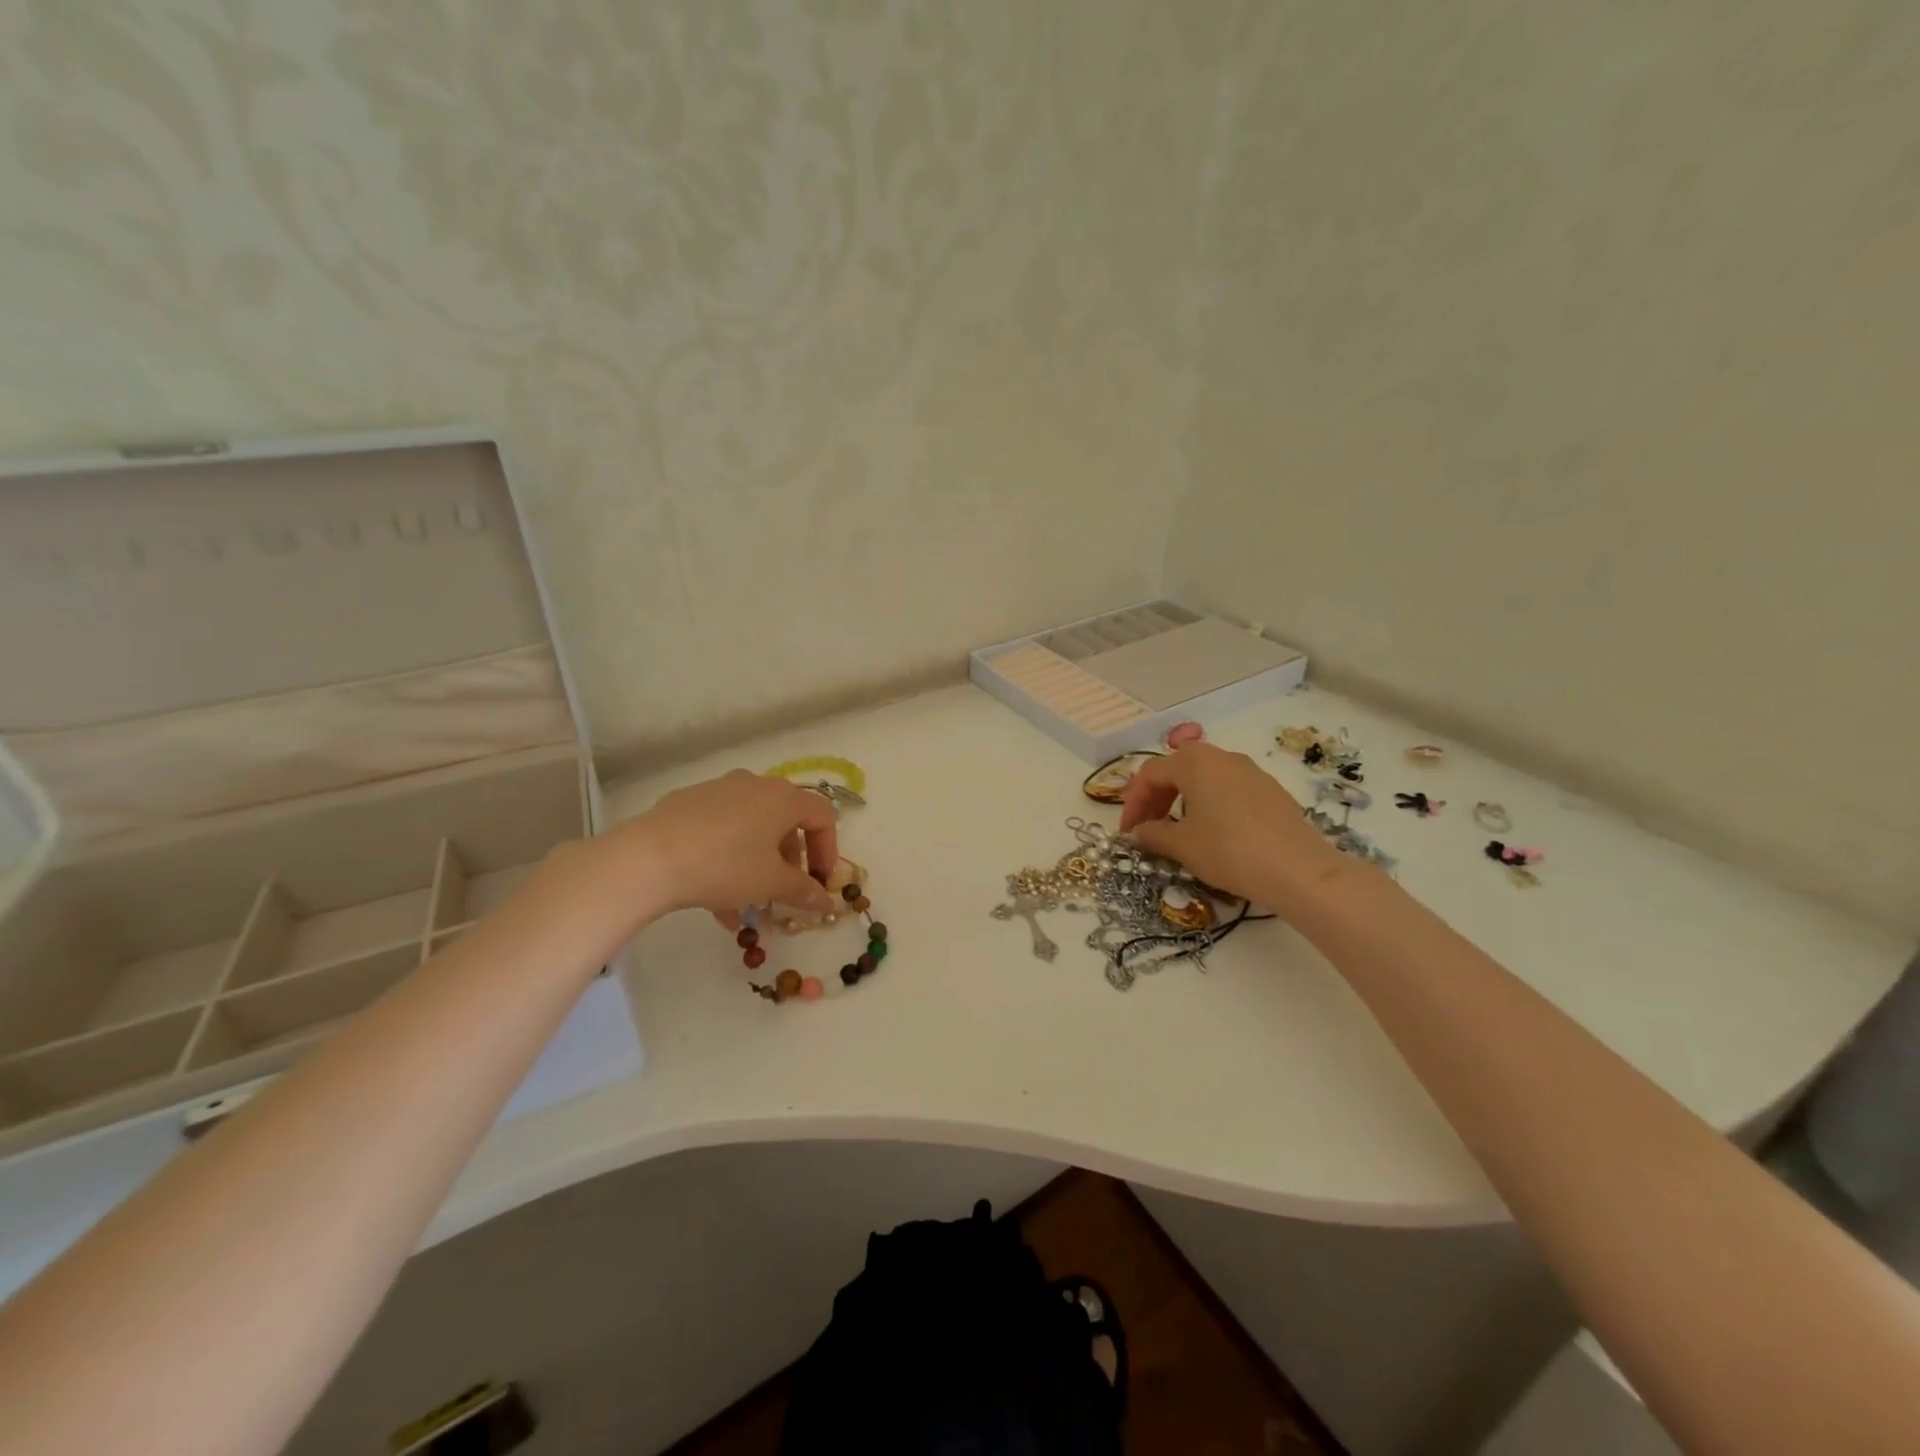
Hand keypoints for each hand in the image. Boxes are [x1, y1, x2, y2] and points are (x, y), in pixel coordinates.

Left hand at [602, 769, 839, 919]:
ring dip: (757, 863)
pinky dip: (727, 856)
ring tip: (746, 904)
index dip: (828, 850)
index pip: (822, 816)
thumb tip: (825, 900)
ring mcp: (719, 790)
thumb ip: (803, 891)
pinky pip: (721, 828)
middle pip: (785, 821)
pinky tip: (714, 896)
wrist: (649, 858)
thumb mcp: (771, 883)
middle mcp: (755, 785)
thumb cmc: (725, 865)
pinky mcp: (688, 802)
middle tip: (783, 891)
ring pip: (751, 827)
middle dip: (789, 860)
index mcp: (783, 798)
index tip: (820, 881)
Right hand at [1118, 744, 1343, 906]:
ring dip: (1183, 801)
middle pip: (1177, 770)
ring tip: (1178, 832)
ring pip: (1204, 779)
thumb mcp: (1182, 846)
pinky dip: (1210, 806)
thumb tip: (1139, 832)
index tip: (1128, 832)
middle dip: (1156, 799)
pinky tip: (1213, 834)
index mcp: (1194, 762)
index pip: (1150, 774)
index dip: (1133, 803)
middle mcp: (1222, 757)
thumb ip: (1153, 834)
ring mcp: (1251, 771)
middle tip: (1147, 830)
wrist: (1298, 870)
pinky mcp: (1271, 791)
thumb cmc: (1228, 850)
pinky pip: (1229, 790)